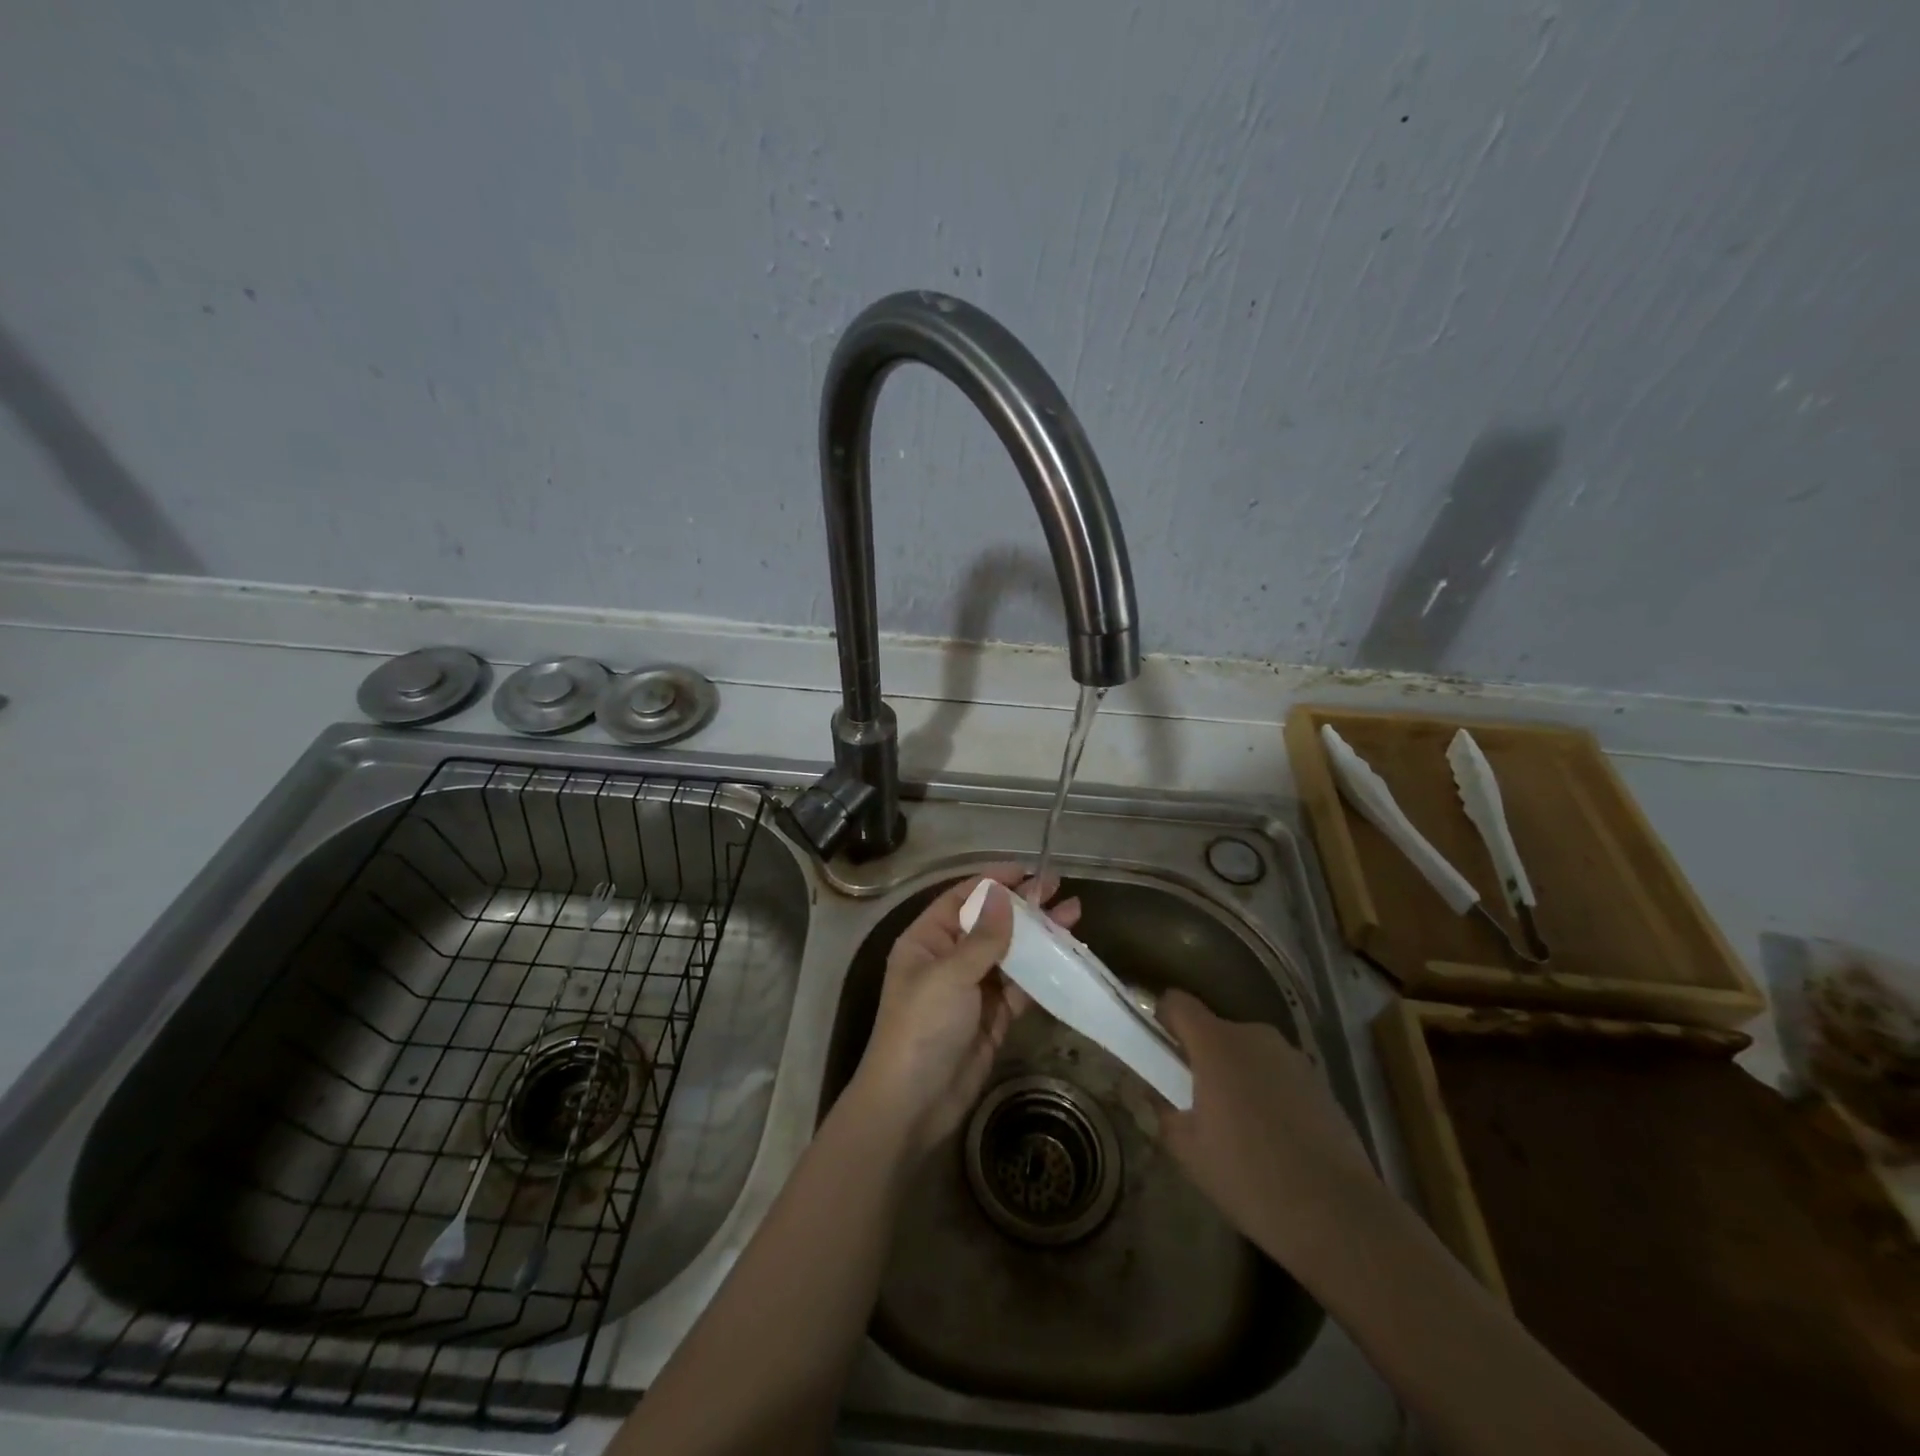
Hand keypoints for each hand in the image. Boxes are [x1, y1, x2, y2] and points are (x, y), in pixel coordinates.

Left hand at [850, 867, 1080, 1154]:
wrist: (913, 1104)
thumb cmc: (922, 1026)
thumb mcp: (950, 975)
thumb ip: (983, 937)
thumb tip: (1002, 894)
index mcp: (927, 940)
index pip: (962, 898)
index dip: (993, 882)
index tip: (1027, 870)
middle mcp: (949, 959)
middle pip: (991, 923)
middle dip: (1024, 906)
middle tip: (1059, 888)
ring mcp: (972, 990)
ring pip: (1011, 954)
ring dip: (1040, 937)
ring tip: (1074, 916)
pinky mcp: (992, 1018)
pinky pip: (1021, 988)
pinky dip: (1043, 973)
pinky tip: (1069, 958)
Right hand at [1155, 989, 1375, 1259]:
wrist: (1337, 1214)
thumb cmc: (1249, 1176)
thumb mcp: (1188, 1151)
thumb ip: (1163, 1113)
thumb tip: (1156, 1097)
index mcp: (1215, 1043)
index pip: (1177, 1003)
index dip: (1163, 1018)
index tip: (1158, 1049)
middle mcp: (1254, 1036)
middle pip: (1215, 1029)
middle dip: (1202, 1055)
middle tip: (1196, 1100)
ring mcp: (1292, 1057)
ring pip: (1249, 1052)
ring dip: (1237, 1073)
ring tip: (1239, 1124)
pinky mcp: (1320, 1083)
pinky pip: (1278, 1074)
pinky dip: (1268, 1092)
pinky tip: (1274, 1138)